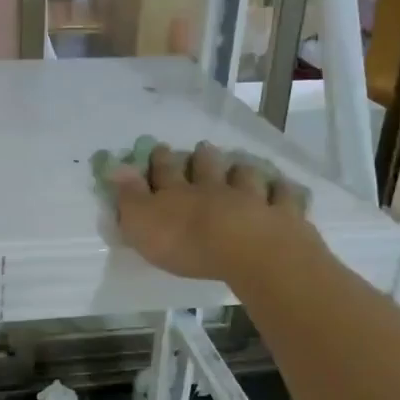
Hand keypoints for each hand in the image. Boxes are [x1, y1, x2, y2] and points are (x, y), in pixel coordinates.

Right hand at [110, 142, 317, 283]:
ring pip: (245, 177)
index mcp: (178, 193)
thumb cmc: (187, 243)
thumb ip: (129, 197)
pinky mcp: (282, 214)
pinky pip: (284, 198)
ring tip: (240, 165)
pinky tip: (284, 188)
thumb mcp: (143, 223)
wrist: (249, 251)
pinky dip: (283, 192)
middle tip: (202, 148)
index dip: (160, 160)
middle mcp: (214, 188)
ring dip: (241, 170)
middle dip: (202, 158)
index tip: (158, 147)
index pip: (165, 171)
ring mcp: (251, 198)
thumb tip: (115, 167)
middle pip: (207, 168)